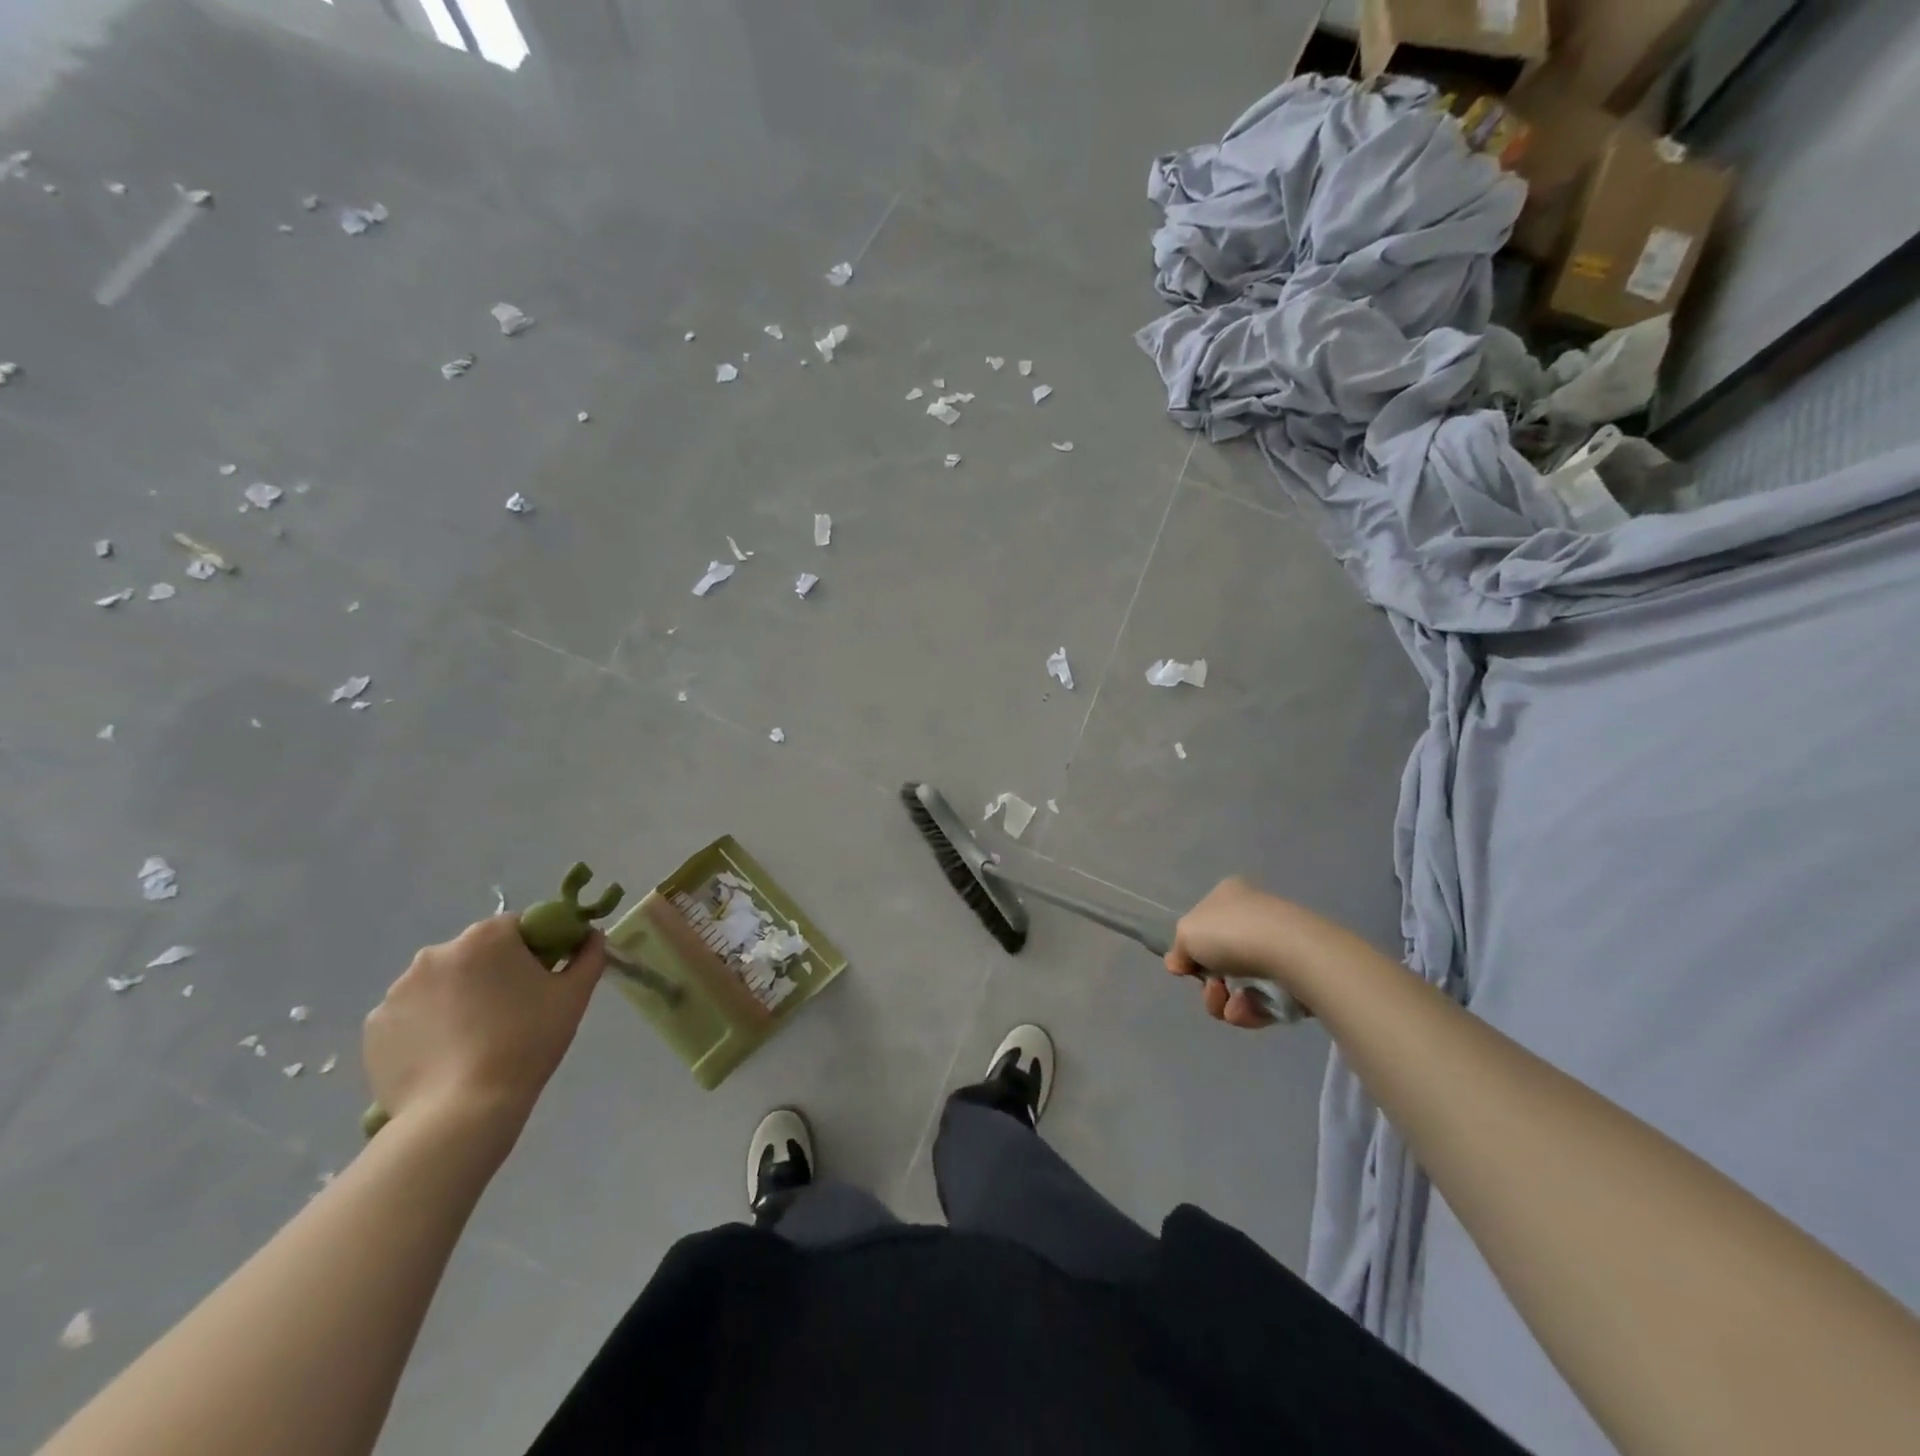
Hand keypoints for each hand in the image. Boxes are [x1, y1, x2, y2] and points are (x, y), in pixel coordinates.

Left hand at [363, 915, 606, 1137]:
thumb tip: (591, 936)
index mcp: (486, 937)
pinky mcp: (375, 1027)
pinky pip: (411, 1015)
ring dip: (458, 998)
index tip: (542, 980)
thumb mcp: (574, 996)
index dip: (535, 949)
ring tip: (475, 1040)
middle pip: (475, 953)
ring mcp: (398, 990)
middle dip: (492, 973)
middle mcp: (436, 953)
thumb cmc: (527, 1042)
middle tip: (512, 1012)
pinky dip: (427, 1027)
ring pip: (441, 984)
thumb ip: (588, 956)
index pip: (518, 926)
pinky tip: (446, 1055)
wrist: (461, 1112)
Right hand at [1166, 877, 1294, 1030]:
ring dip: (1225, 1001)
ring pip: (1239, 985)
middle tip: (1212, 989)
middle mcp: (1254, 917)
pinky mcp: (1297, 978)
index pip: (1203, 924)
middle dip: (1210, 984)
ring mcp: (1278, 948)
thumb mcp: (1186, 933)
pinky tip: (1250, 1008)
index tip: (1185, 968)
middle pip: (1219, 961)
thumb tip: (1178, 963)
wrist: (1292, 953)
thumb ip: (1178, 950)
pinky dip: (1251, 1009)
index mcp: (1228, 895)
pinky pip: (1264, 1000)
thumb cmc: (1232, 933)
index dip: (1191, 949)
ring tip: (1231, 1004)